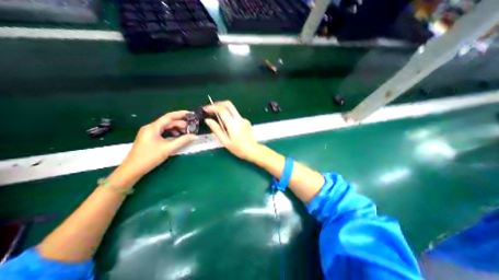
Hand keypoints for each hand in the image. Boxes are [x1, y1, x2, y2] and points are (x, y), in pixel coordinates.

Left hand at [116, 110, 195, 184]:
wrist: (132, 169)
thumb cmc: (149, 157)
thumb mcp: (168, 148)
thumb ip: (182, 141)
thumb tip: (194, 136)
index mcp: (153, 127)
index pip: (169, 117)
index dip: (180, 114)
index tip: (190, 114)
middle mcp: (150, 128)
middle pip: (168, 122)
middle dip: (180, 124)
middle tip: (190, 128)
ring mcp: (149, 133)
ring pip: (165, 127)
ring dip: (176, 129)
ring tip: (185, 133)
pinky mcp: (149, 138)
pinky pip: (162, 132)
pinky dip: (171, 133)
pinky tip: (176, 137)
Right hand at [203, 102, 261, 160]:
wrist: (253, 150)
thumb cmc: (238, 149)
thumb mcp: (225, 141)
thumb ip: (216, 130)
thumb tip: (208, 120)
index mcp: (233, 124)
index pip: (222, 110)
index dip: (212, 107)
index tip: (206, 109)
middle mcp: (239, 119)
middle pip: (229, 104)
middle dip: (218, 104)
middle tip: (211, 109)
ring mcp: (244, 119)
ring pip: (232, 109)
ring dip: (224, 110)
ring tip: (219, 121)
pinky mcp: (246, 121)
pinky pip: (236, 116)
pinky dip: (230, 117)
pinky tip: (228, 126)